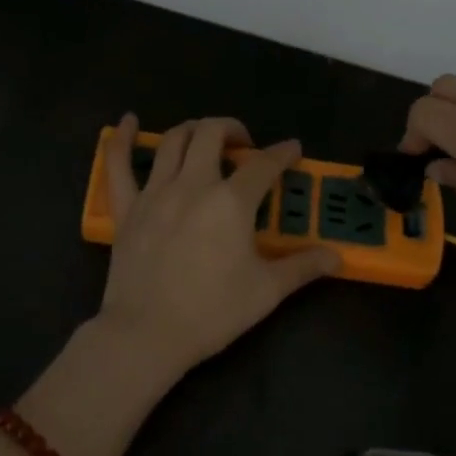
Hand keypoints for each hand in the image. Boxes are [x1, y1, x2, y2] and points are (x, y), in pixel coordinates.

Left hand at [95, 113, 339, 384]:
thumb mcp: (267, 291)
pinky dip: (123, 138)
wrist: (147, 334)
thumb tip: (337, 258)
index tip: (292, 150)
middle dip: (233, 128)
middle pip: (212, 134)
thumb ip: (303, 267)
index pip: (263, 164)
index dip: (282, 152)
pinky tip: (129, 121)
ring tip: (205, 137)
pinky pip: (118, 164)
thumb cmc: (212, 312)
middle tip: (244, 145)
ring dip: (193, 130)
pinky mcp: (127, 208)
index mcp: (231, 202)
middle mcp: (193, 184)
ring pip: (173, 140)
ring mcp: (155, 192)